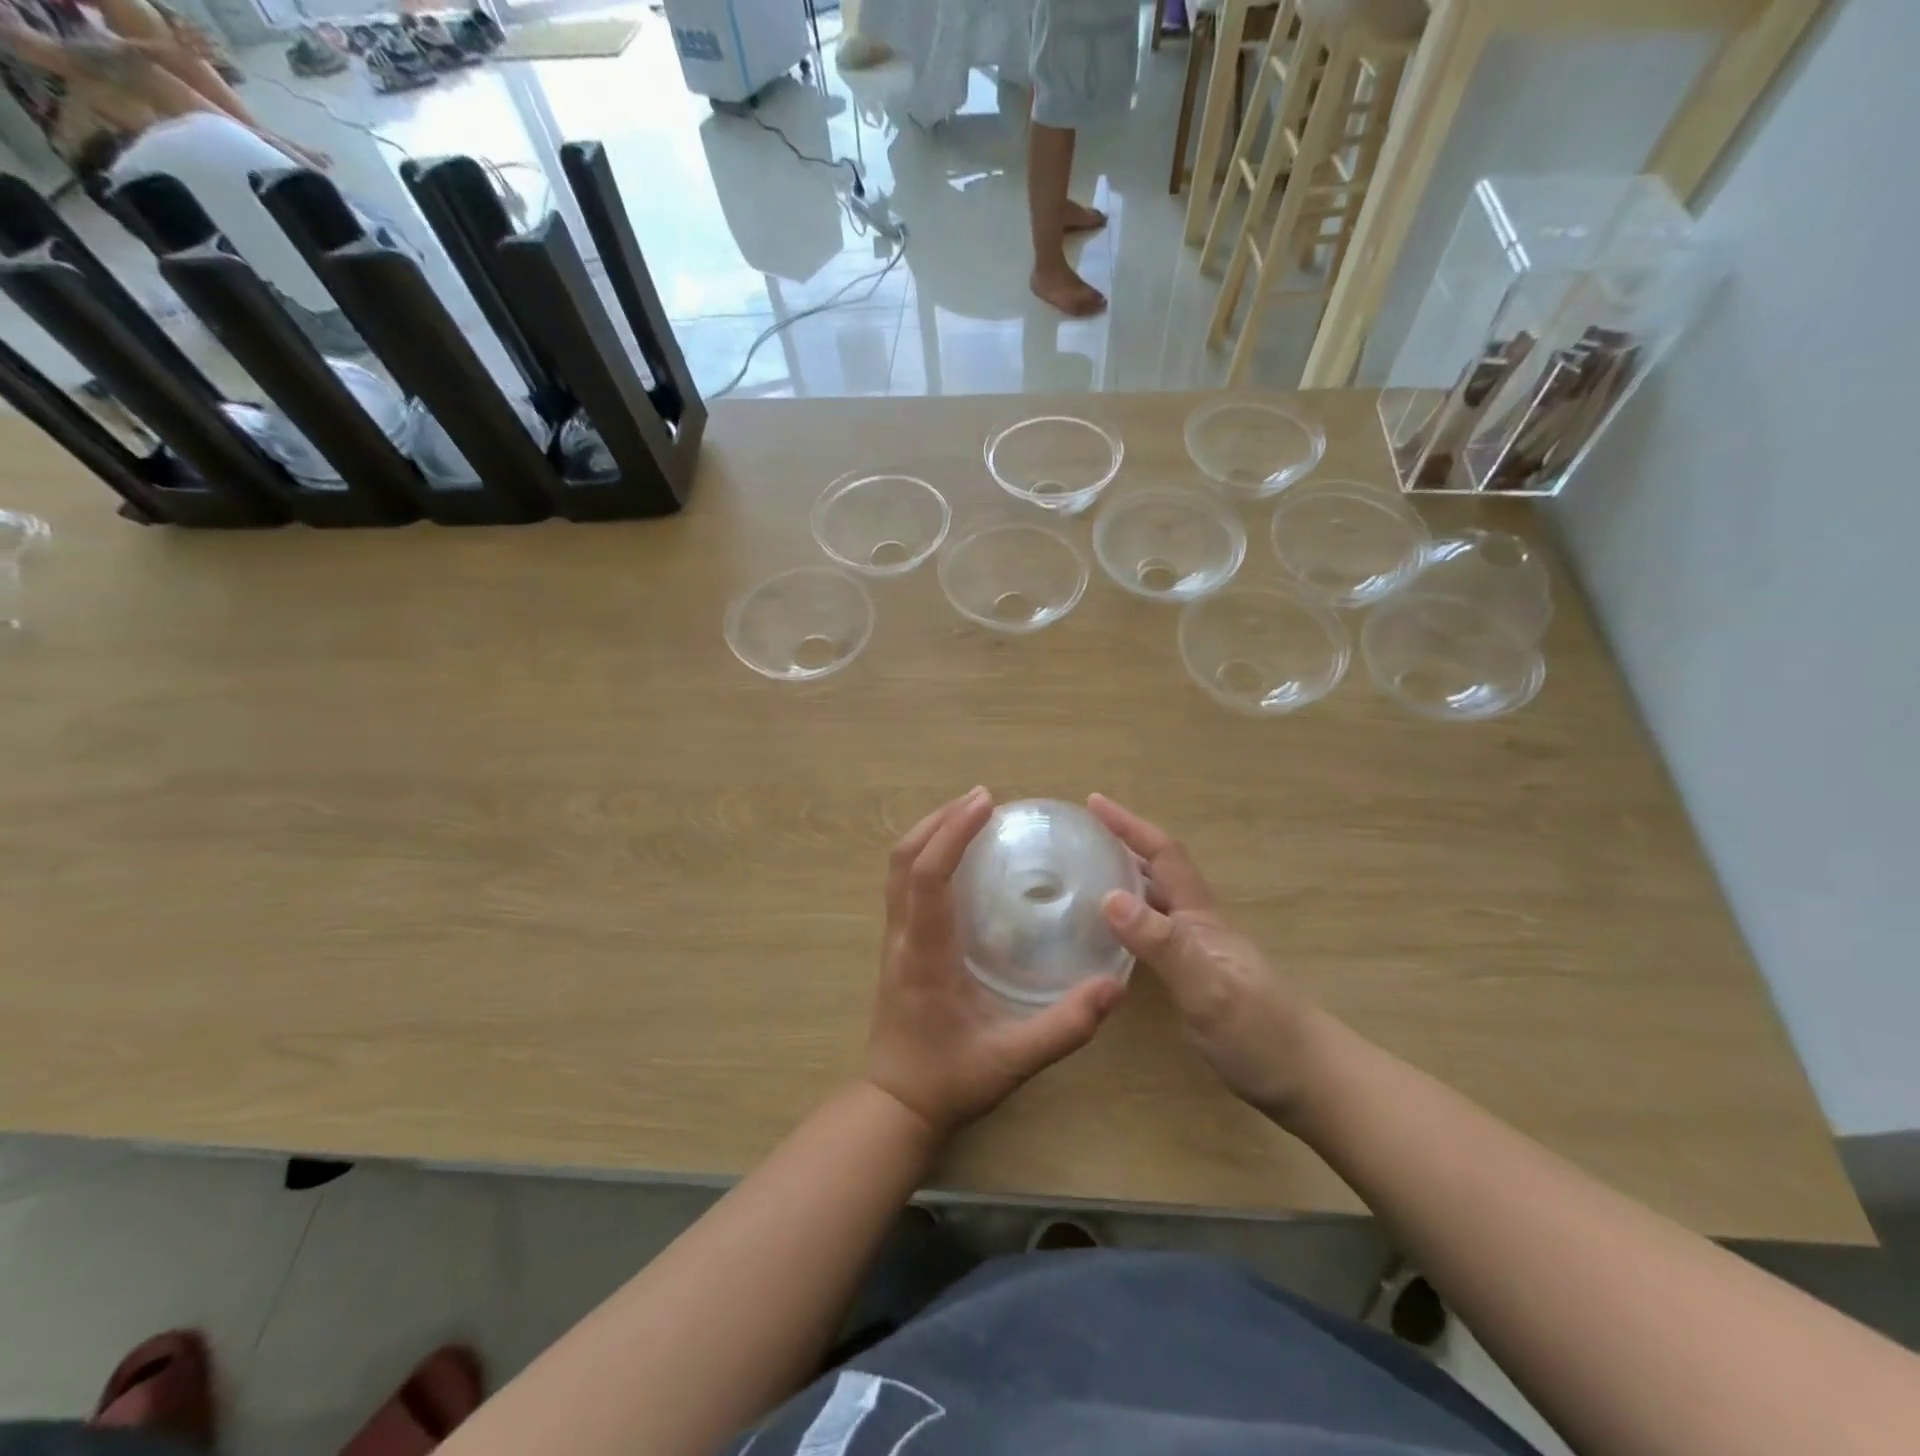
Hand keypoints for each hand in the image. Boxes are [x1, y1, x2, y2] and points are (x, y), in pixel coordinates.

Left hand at [867, 787, 1125, 1137]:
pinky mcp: (896, 944)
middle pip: (903, 859)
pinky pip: (903, 883)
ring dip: (929, 832)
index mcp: (925, 956)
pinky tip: (957, 857)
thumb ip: (1064, 1027)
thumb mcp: (1013, 1061)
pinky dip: (926, 854)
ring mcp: (893, 939)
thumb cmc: (950, 1080)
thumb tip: (1113, 987)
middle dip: (939, 819)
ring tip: (970, 815)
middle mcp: (902, 937)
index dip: (952, 833)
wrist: (894, 1104)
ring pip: (897, 867)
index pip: (928, 878)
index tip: (985, 803)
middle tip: (984, 799)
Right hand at [1089, 794, 1320, 1123]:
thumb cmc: (1261, 1033)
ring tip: (1084, 875)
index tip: (1094, 802)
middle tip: (1078, 837)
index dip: (1129, 825)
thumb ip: (1162, 943)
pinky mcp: (1197, 978)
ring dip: (1124, 879)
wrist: (1311, 1081)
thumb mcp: (1207, 988)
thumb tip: (1109, 896)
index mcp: (1200, 916)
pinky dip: (1129, 920)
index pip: (1163, 854)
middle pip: (1158, 870)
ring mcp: (1200, 952)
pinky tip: (1111, 935)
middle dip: (1122, 844)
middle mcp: (1198, 925)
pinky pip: (1154, 933)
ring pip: (1156, 901)